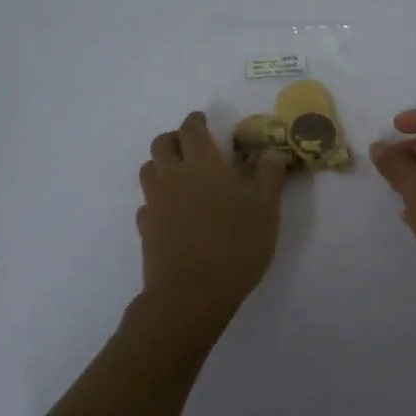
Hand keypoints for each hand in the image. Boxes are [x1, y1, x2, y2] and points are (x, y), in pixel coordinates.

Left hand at [137, 111, 287, 316]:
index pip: (191, 129)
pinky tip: (172, 210)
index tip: (203, 121)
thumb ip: (268, 177)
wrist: (191, 294)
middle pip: (162, 144)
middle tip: (191, 144)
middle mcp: (173, 176)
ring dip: (162, 164)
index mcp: (203, 165)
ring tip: (180, 174)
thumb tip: (270, 152)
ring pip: (149, 169)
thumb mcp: (266, 211)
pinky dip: (158, 197)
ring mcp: (155, 202)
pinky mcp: (146, 227)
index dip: (196, 121)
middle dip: (175, 138)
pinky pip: (147, 201)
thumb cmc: (235, 247)